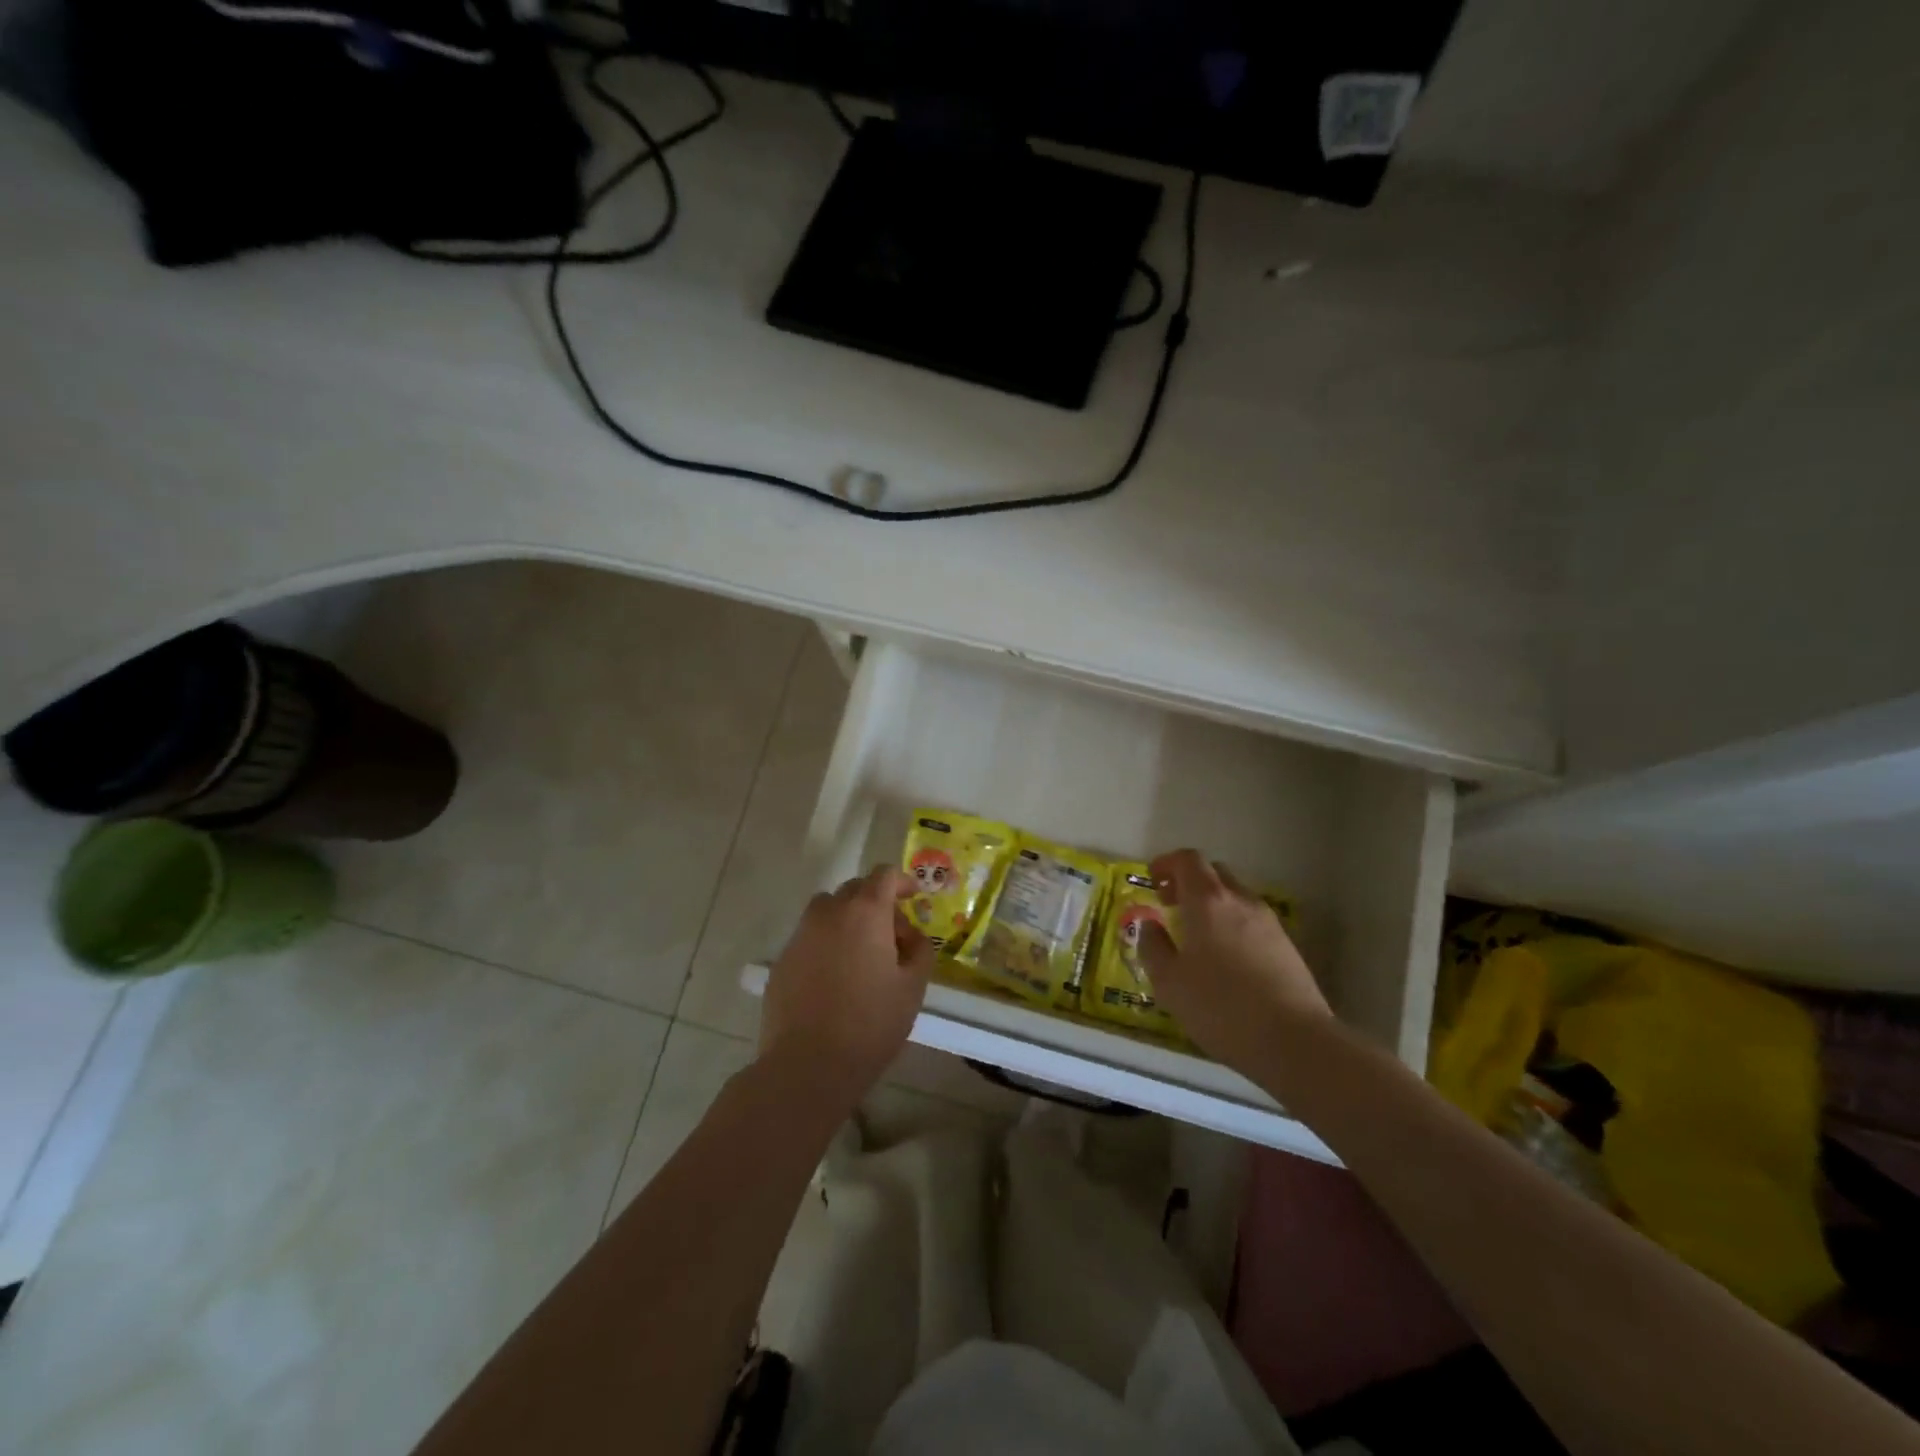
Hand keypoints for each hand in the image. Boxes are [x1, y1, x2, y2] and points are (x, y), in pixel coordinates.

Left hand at [759, 865, 934, 1112]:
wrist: (807, 1064)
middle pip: (855, 889)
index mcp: (865, 912)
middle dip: (876, 901)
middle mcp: (829, 913)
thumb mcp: (913, 987)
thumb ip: (920, 950)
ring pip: (828, 910)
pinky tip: (835, 978)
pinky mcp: (782, 960)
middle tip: (893, 935)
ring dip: (848, 919)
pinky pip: (809, 937)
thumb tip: (911, 935)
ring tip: (862, 953)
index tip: (915, 897)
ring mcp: (800, 935)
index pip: (884, 875)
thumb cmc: (870, 1023)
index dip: (903, 882)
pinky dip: (826, 943)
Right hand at [1138, 849, 1331, 1074]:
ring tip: (1196, 939)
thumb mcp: (1169, 982)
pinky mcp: (1287, 946)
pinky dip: (1232, 926)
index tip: (1152, 881)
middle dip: (1188, 883)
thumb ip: (1153, 947)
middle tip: (1169, 907)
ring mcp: (1269, 922)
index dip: (1166, 863)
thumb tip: (1150, 925)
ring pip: (1234, 898)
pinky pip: (1251, 922)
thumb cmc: (1220, 1007)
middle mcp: (1241, 901)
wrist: (1294, 1041)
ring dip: (1211, 906)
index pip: (1188, 859)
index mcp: (1208, 901)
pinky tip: (1225, 962)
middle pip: (1213, 873)